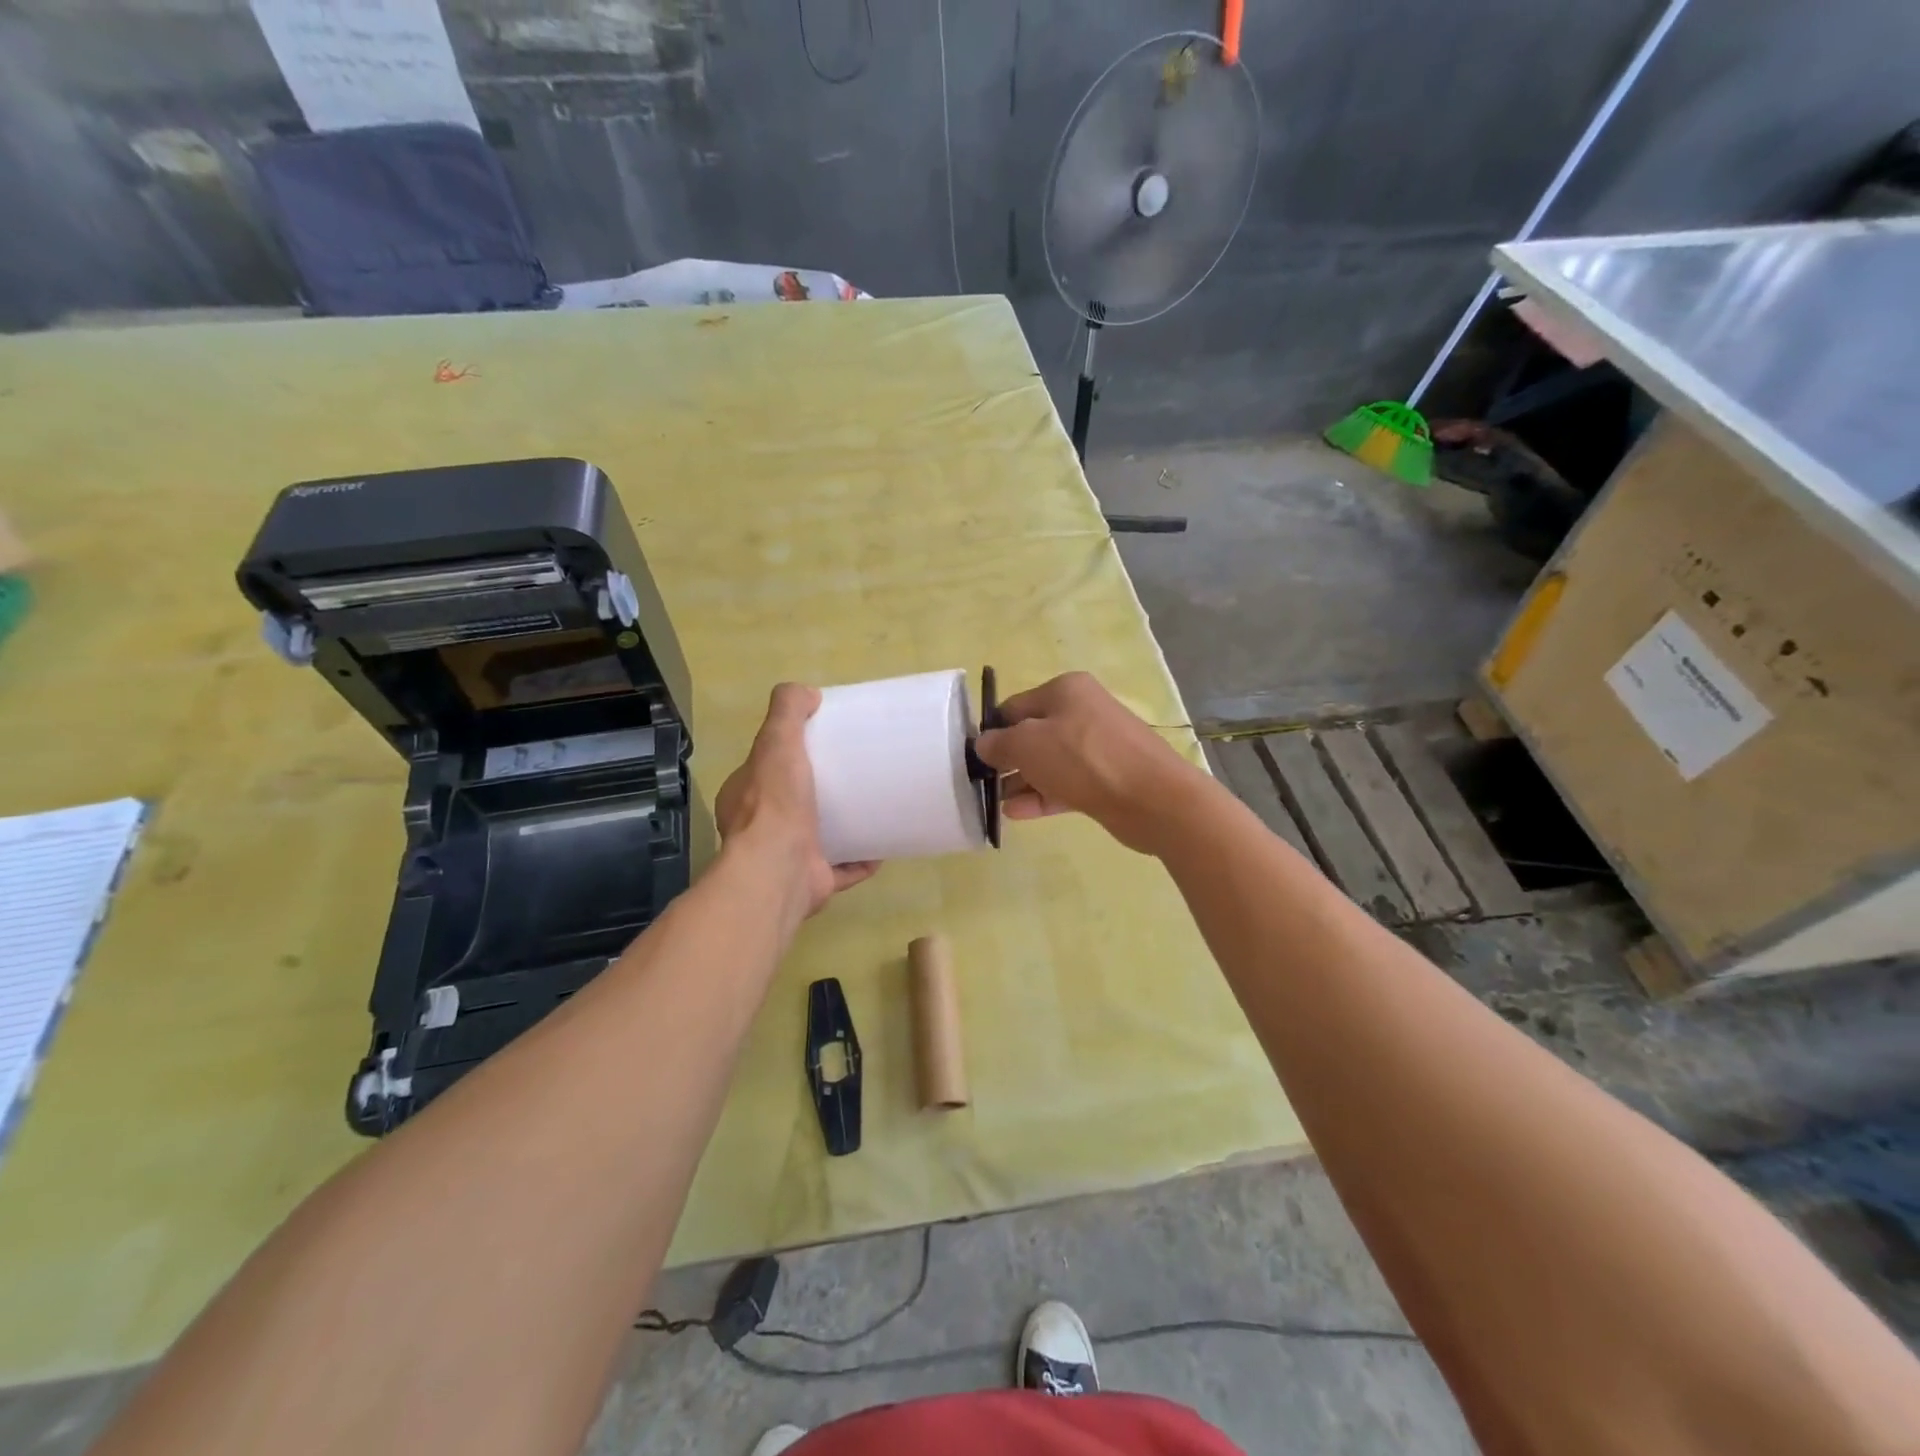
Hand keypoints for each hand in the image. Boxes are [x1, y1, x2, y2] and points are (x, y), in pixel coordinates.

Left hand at [714, 684, 878, 915]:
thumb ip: (787, 712)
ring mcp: (786, 859)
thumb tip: (808, 692)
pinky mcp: (812, 882)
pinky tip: (883, 847)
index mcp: (745, 798)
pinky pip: (842, 869)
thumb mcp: (776, 743)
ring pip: (817, 838)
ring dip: (842, 827)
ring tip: (873, 808)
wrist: (779, 871)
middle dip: (820, 792)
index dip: (789, 755)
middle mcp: (760, 829)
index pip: (765, 769)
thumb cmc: (775, 804)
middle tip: (854, 775)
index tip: (822, 745)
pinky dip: (861, 860)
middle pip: (793, 804)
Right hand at [971, 672, 1206, 854]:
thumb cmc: (1083, 758)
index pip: (1015, 707)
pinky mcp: (1106, 780)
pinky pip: (1065, 785)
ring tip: (996, 804)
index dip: (993, 731)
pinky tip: (1017, 814)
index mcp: (1065, 690)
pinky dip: (1042, 796)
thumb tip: (984, 745)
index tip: (975, 758)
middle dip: (1007, 760)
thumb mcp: (1028, 744)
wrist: (1152, 798)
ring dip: (1022, 782)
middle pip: (1033, 735)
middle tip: (983, 784)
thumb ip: (999, 743)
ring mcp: (1097, 748)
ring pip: (1049, 763)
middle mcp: (1082, 712)